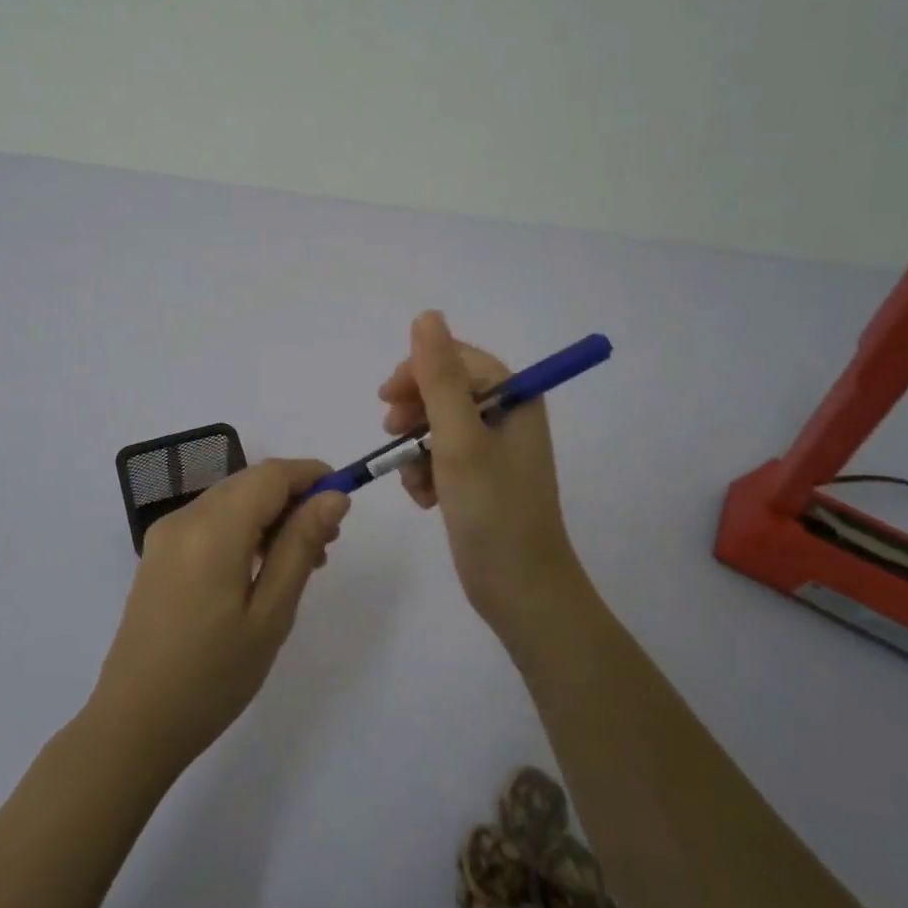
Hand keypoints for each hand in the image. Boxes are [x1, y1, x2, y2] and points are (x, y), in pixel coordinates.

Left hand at [87, 459, 350, 775]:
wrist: (134, 725)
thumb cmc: (213, 676)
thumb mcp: (271, 613)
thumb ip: (301, 545)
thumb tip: (333, 497)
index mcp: (212, 528)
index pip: (270, 474)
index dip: (311, 475)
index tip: (344, 500)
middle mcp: (184, 518)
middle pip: (249, 483)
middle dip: (293, 498)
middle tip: (327, 543)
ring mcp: (166, 536)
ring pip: (231, 501)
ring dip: (270, 516)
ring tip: (302, 562)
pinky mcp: (158, 555)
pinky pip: (210, 522)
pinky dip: (243, 530)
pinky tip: (262, 569)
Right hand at [379, 311, 584, 640]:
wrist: (520, 591)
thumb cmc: (493, 510)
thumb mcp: (460, 439)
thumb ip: (441, 377)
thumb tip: (427, 315)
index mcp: (515, 399)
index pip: (458, 360)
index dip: (419, 371)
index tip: (386, 397)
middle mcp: (508, 418)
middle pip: (446, 391)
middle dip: (414, 412)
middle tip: (391, 434)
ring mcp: (495, 451)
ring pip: (437, 427)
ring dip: (416, 449)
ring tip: (414, 480)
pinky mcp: (481, 480)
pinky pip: (442, 458)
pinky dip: (426, 473)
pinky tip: (425, 500)